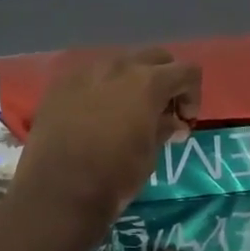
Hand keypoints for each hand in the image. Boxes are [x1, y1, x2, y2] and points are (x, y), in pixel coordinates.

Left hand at [13, 49, 201, 229]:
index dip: (192, 95)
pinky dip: (103, 89)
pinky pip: (91, 76)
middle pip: (155, 57)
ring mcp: (86, 72)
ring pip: (121, 62)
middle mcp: (118, 66)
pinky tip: (97, 115)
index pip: (187, 71)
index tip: (185, 121)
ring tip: (128, 111)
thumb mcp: (151, 154)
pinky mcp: (61, 85)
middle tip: (162, 111)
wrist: (56, 193)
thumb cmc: (114, 176)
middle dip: (166, 79)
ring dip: (133, 80)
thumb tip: (175, 123)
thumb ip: (165, 128)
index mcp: (148, 82)